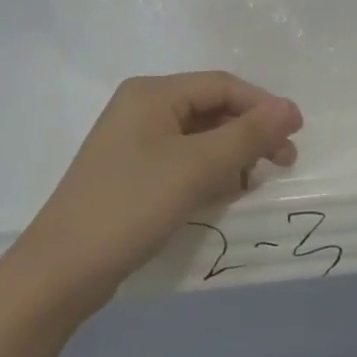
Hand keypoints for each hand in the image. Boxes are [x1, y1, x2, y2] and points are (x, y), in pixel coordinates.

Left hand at [17, 72, 302, 314]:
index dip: (262, 105)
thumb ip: (246, 134)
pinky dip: (207, 172)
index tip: (295, 134)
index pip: (221, 85)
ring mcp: (133, 142)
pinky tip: (223, 194)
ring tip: (254, 182)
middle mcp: (141, 108)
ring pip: (197, 137)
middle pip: (209, 109)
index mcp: (152, 93)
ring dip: (230, 155)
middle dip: (248, 132)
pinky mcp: (131, 174)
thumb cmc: (131, 205)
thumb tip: (290, 108)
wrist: (61, 271)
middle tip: (283, 162)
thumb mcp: (196, 167)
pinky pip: (181, 161)